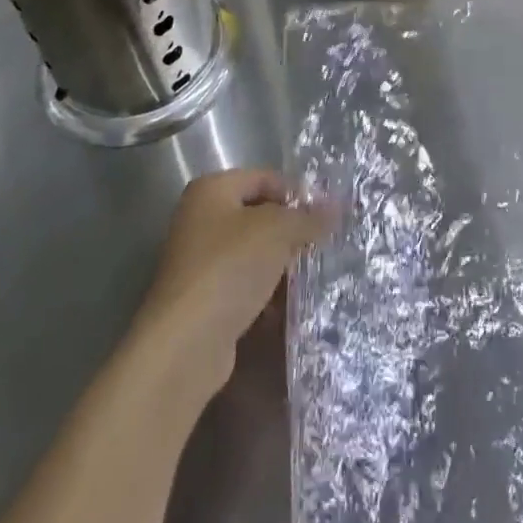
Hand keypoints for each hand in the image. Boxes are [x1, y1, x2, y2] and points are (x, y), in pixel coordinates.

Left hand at [134, 169, 334, 394]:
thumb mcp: (278, 231)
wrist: (185, 344)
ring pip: (253, 253)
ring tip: (310, 276)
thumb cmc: (230, 268)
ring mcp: (199, 261)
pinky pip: (243, 285)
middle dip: (290, 231)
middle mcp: (200, 219)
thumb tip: (337, 207)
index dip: (297, 193)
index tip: (324, 216)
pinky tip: (287, 307)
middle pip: (259, 215)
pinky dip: (265, 293)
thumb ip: (309, 217)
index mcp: (211, 190)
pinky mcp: (203, 299)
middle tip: (321, 246)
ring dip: (280, 265)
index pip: (265, 178)